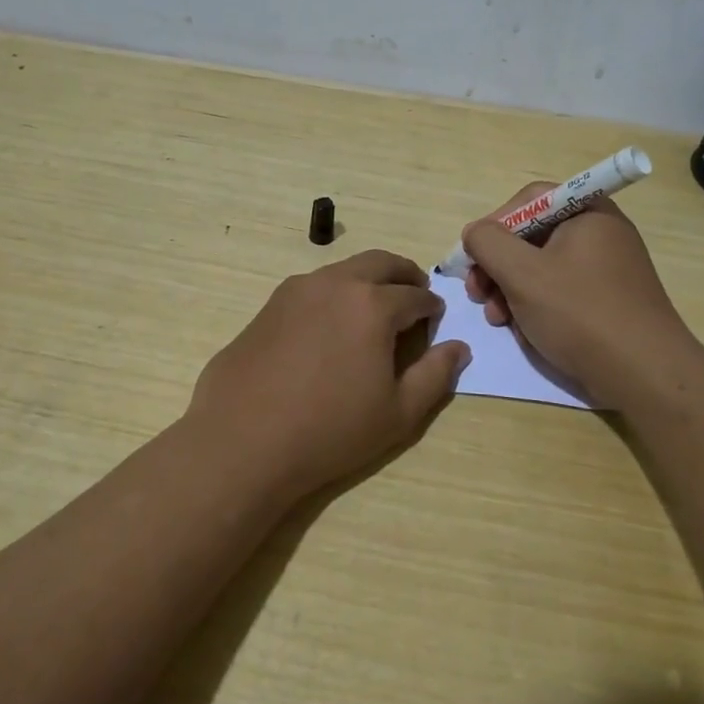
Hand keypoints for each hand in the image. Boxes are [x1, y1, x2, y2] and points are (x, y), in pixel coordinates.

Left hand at [188, 249, 471, 501]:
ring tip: (373, 310)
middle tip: (414, 294)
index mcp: (373, 304)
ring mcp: (297, 290)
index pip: (416, 295)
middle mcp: (336, 283)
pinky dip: (334, 293)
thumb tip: (459, 348)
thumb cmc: (330, 430)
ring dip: (367, 280)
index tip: (436, 319)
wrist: (244, 440)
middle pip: (381, 263)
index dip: (432, 307)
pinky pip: (313, 287)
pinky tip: (330, 326)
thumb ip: (436, 375)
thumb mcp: (398, 413)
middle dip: (404, 275)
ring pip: (344, 270)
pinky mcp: (269, 304)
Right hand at [461, 185, 698, 407]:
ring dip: (510, 289)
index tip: (474, 258)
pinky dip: (536, 305)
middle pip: (533, 235)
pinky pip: (561, 290)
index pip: (529, 200)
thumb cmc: (580, 313)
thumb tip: (475, 233)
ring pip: (543, 267)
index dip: (494, 225)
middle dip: (498, 265)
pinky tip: (523, 330)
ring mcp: (607, 268)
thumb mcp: (522, 273)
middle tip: (477, 293)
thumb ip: (488, 243)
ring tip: (497, 319)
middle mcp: (600, 233)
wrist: (644, 374)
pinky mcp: (608, 300)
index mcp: (587, 212)